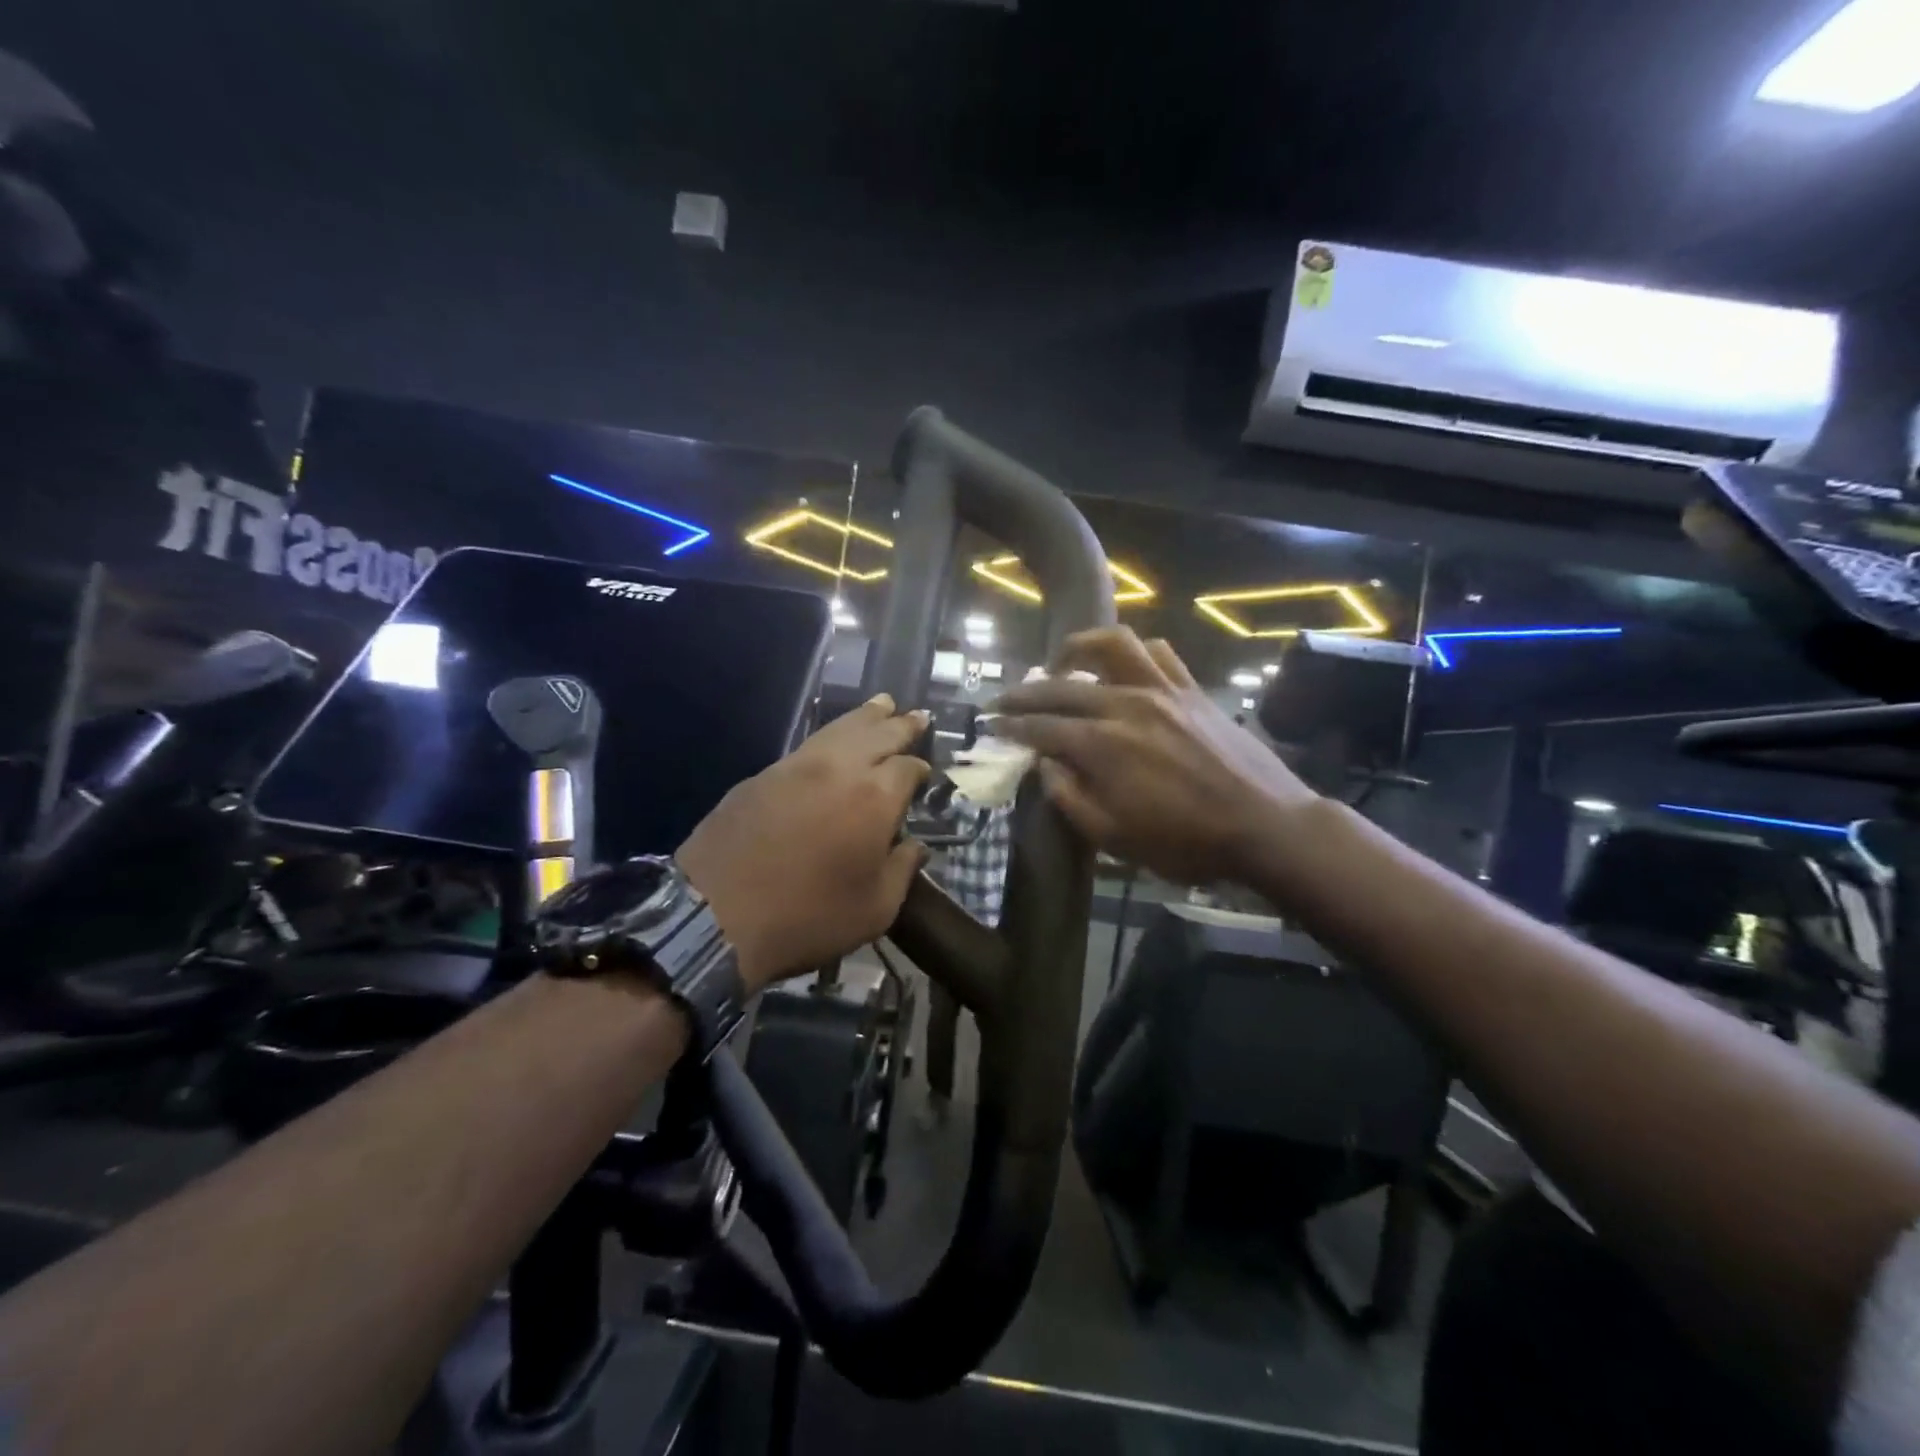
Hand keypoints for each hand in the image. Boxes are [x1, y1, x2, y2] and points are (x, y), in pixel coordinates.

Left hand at [678, 695, 930, 993]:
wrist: (716, 915)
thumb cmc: (808, 916)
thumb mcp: (874, 909)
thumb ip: (902, 870)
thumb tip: (915, 847)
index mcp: (875, 798)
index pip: (908, 767)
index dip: (920, 768)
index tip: (926, 772)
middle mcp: (841, 768)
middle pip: (879, 734)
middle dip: (901, 725)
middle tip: (917, 715)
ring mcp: (798, 766)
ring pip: (841, 728)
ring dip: (867, 716)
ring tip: (883, 704)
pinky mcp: (764, 774)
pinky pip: (809, 743)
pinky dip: (832, 733)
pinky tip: (835, 738)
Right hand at [992, 628, 1317, 886]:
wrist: (1265, 825)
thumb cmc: (1186, 842)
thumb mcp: (1115, 838)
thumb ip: (1070, 798)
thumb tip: (1045, 765)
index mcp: (1102, 746)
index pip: (1041, 727)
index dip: (1012, 725)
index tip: (992, 724)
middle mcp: (1126, 705)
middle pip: (1063, 686)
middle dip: (1026, 692)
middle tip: (1005, 699)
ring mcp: (1162, 690)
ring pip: (1112, 645)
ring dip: (1077, 648)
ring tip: (1061, 664)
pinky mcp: (1192, 689)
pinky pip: (1158, 652)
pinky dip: (1133, 652)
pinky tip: (1122, 668)